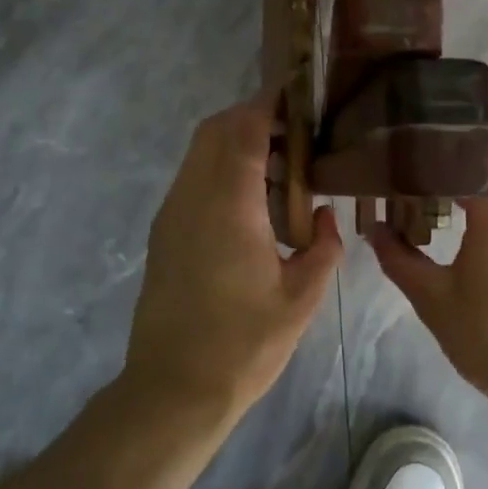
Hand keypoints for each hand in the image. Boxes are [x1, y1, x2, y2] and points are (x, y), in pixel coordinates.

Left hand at [126, 95, 344, 426]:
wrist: (172, 391)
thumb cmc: (242, 345)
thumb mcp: (301, 299)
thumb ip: (322, 248)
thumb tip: (322, 215)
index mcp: (228, 205)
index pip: (243, 129)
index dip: (268, 104)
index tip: (297, 97)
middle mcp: (192, 197)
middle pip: (214, 130)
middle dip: (252, 117)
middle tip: (295, 132)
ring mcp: (172, 214)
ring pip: (199, 153)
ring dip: (235, 144)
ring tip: (280, 167)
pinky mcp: (165, 232)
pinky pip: (193, 179)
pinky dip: (221, 170)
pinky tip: (253, 203)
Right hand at [370, 134, 487, 422]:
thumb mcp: (434, 298)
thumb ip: (398, 257)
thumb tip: (374, 228)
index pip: (472, 143)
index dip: (439, 136)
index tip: (407, 139)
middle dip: (456, 147)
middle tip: (415, 156)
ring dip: (475, 169)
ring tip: (432, 180)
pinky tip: (462, 212)